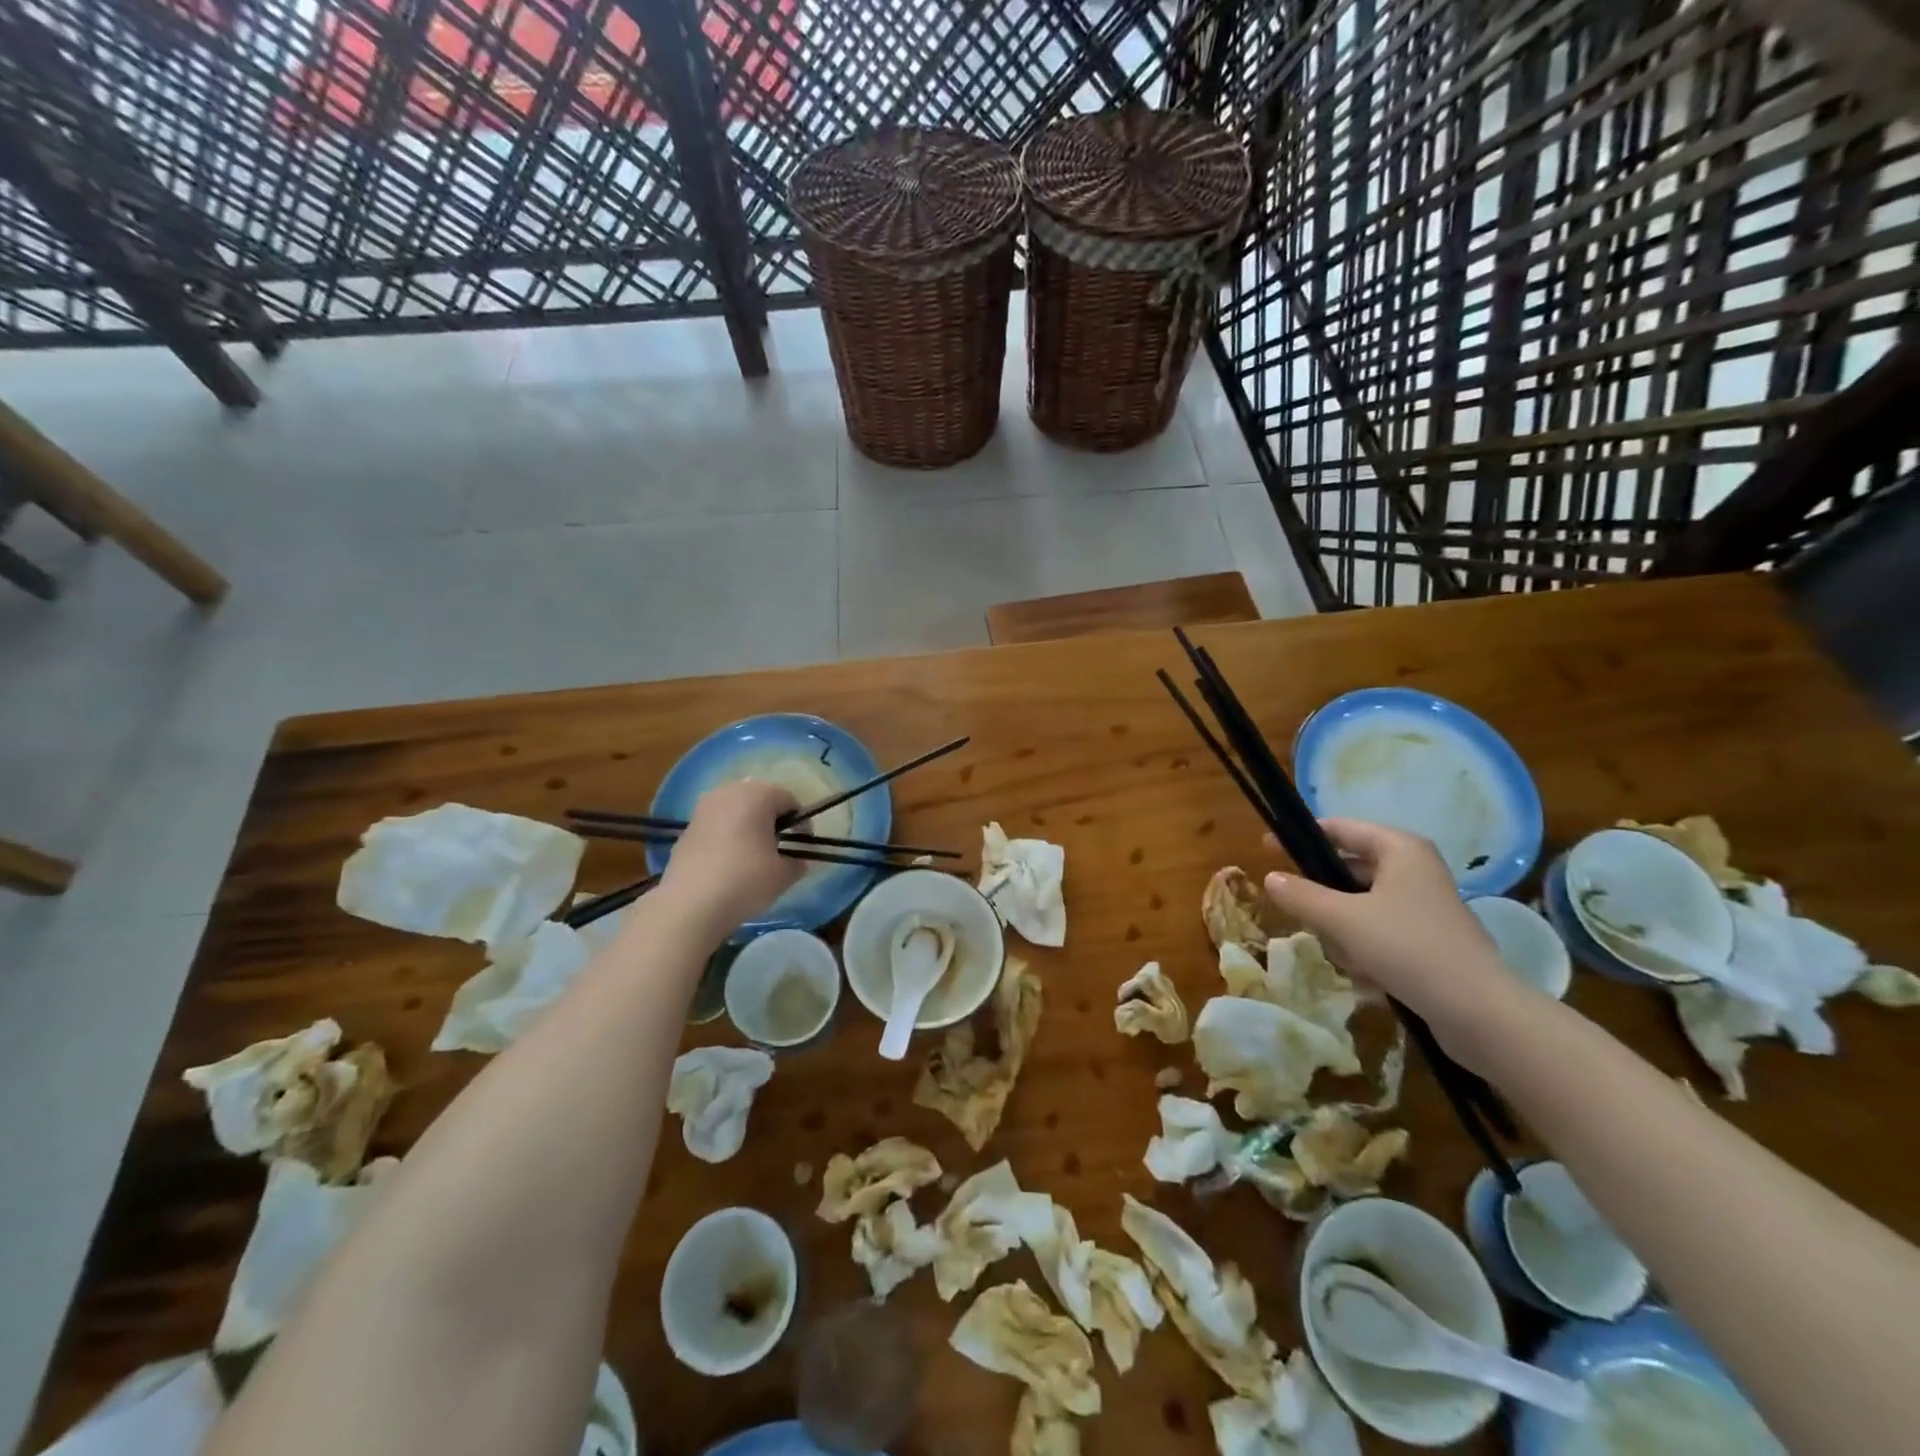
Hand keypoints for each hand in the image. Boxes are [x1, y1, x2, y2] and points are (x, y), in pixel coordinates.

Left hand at [661, 780, 803, 931]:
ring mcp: (703, 809)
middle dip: (772, 820)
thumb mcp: (783, 875)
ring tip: (754, 855)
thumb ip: (797, 863)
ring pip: (735, 811)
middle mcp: (728, 792)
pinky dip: (727, 837)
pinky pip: (716, 825)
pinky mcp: (686, 829)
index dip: (801, 823)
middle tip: (780, 847)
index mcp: (757, 794)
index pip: (789, 800)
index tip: (803, 846)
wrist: (690, 905)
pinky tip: (729, 863)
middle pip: (760, 799)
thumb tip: (798, 861)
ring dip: (748, 826)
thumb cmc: (745, 880)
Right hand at [1263, 818, 1528, 1049]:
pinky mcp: (1429, 940)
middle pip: (1350, 868)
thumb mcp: (1343, 919)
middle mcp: (1415, 870)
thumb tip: (1270, 878)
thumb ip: (1302, 895)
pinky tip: (1362, 974)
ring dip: (1342, 927)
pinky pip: (1380, 931)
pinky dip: (1364, 947)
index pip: (1341, 828)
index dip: (1302, 836)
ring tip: (1339, 951)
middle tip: (1295, 907)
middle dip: (1323, 892)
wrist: (1479, 1012)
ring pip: (1362, 903)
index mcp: (1400, 850)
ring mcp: (1424, 906)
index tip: (1268, 848)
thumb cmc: (1407, 948)